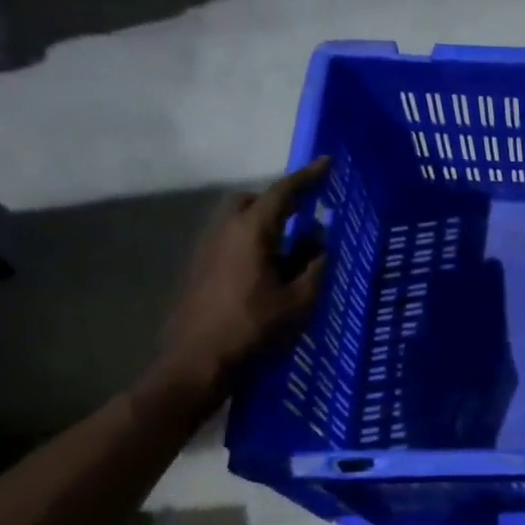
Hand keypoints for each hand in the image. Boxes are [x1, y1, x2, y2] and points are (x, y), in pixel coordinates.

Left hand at [150, 159, 330, 401]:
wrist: (197, 361)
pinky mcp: (199, 268)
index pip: (283, 193)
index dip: (307, 177)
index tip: (327, 164)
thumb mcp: (300, 300)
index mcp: (252, 232)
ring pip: (238, 221)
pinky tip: (267, 271)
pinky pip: (230, 241)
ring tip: (290, 250)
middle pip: (252, 200)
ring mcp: (207, 249)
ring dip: (264, 224)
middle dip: (279, 201)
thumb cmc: (254, 328)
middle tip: (305, 214)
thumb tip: (319, 243)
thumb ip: (314, 265)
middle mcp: (225, 231)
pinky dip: (251, 243)